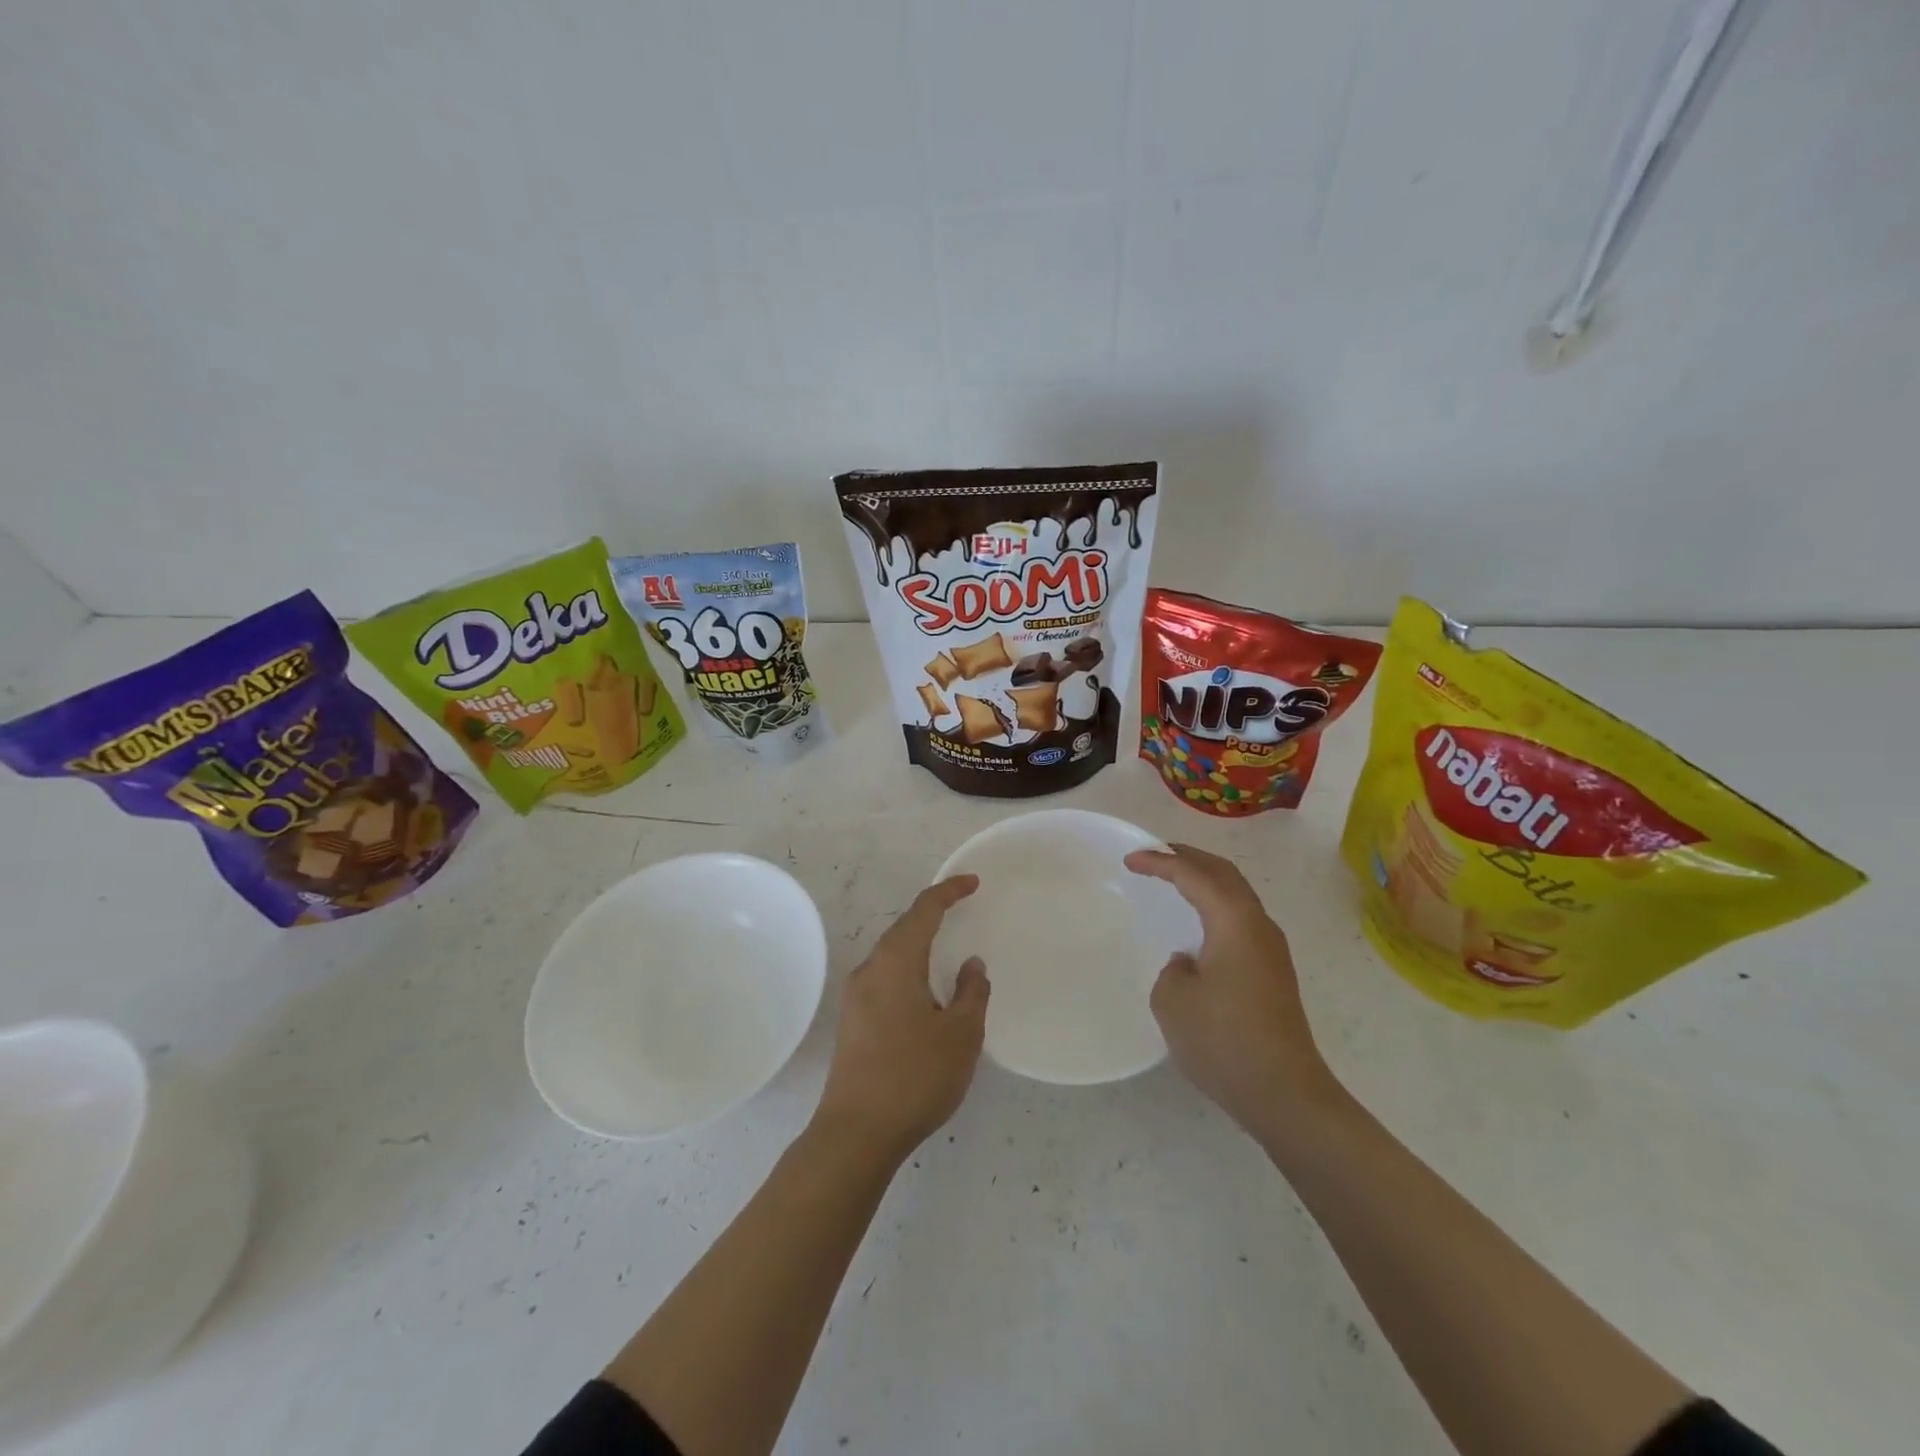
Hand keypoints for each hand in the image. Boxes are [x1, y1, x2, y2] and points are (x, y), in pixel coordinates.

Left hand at [812, 875, 990, 1161]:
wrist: (856, 1134)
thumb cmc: (914, 1077)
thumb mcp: (961, 1035)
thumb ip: (972, 993)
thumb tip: (971, 965)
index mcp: (896, 962)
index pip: (923, 911)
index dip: (948, 892)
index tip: (972, 882)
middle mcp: (870, 970)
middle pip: (903, 928)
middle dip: (932, 914)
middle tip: (962, 909)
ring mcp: (856, 996)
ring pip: (892, 954)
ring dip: (919, 943)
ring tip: (947, 948)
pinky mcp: (852, 1021)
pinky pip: (885, 977)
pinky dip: (909, 968)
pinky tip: (925, 991)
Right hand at [1125, 844, 1336, 1130]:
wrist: (1285, 1094)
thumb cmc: (1223, 1040)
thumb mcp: (1173, 1000)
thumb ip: (1173, 969)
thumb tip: (1189, 964)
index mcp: (1234, 921)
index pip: (1194, 874)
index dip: (1160, 862)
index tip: (1130, 860)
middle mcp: (1259, 925)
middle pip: (1225, 874)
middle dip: (1190, 858)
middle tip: (1157, 854)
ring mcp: (1272, 950)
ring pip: (1237, 895)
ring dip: (1206, 881)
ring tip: (1176, 881)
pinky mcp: (1274, 974)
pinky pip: (1241, 920)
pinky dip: (1216, 906)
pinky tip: (1200, 925)